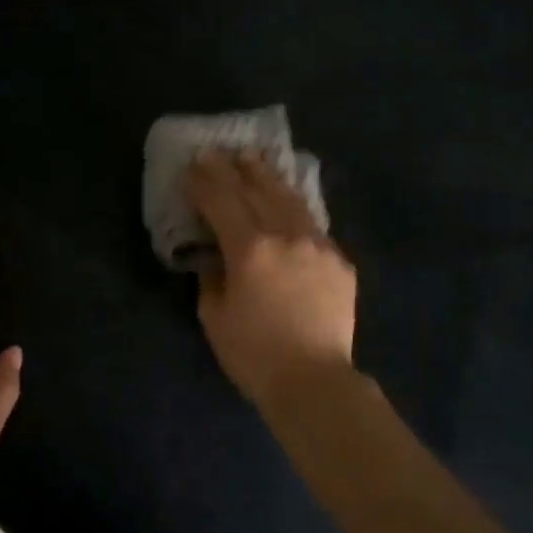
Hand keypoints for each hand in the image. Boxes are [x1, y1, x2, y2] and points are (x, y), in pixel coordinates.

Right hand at [184, 151, 357, 411]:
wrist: (315, 381)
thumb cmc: (254, 355)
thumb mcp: (214, 317)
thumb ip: (211, 278)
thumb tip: (215, 257)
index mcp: (250, 249)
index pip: (222, 202)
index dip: (204, 181)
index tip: (192, 164)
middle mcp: (286, 236)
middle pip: (257, 190)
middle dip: (235, 168)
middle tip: (220, 150)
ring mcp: (318, 246)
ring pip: (290, 199)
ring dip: (268, 176)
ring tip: (255, 158)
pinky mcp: (339, 262)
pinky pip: (312, 223)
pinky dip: (294, 205)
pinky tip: (288, 198)